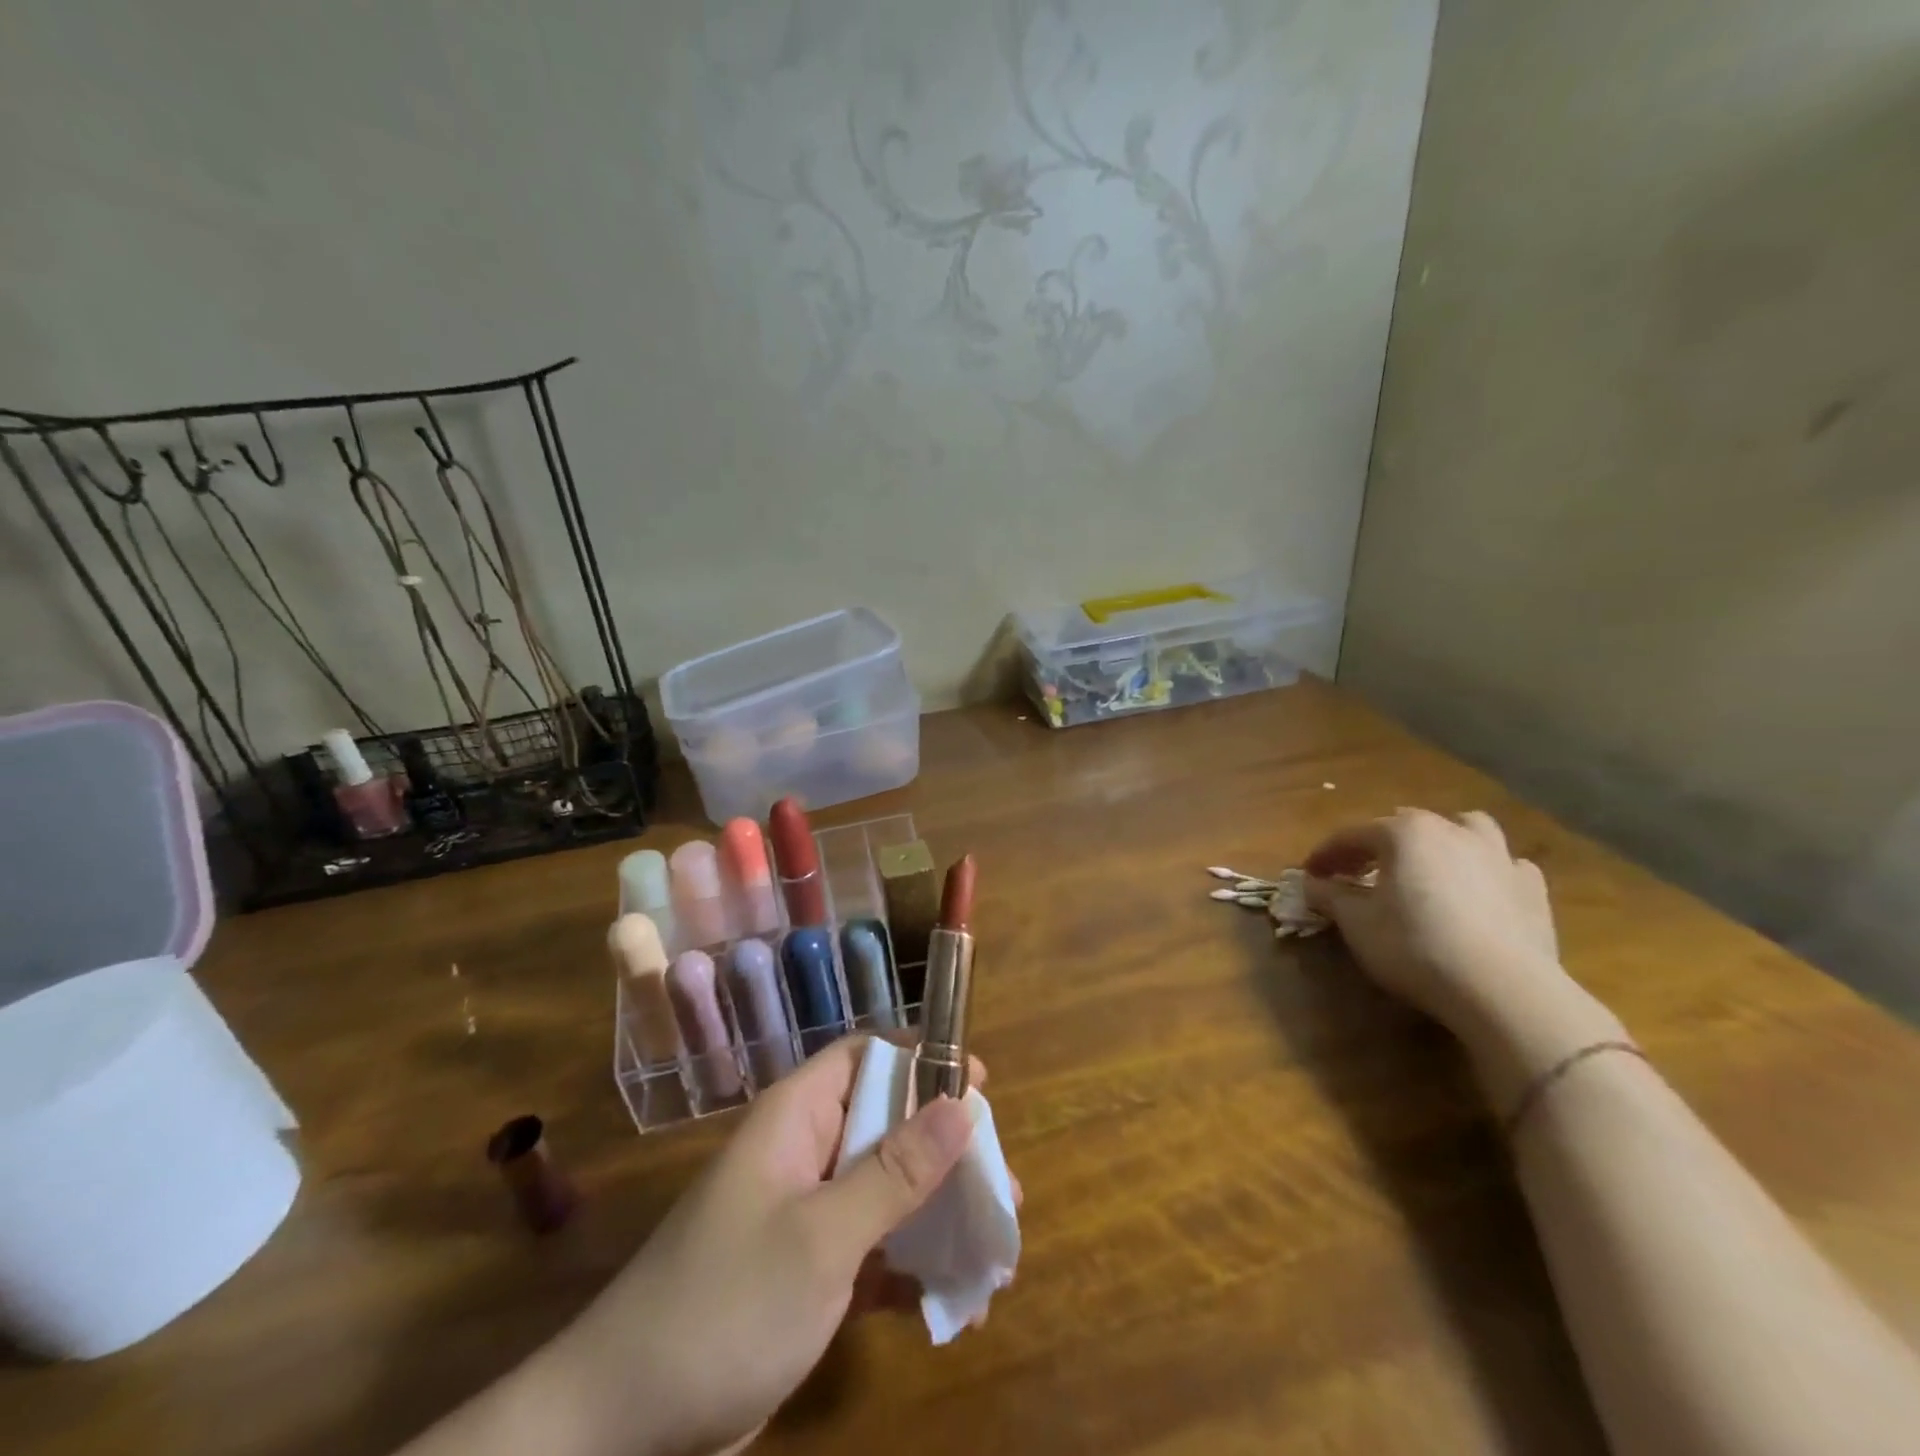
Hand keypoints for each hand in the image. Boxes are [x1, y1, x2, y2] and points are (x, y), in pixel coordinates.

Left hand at [537, 1036, 992, 1455]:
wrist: (624, 1427)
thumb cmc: (727, 1305)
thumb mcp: (822, 1236)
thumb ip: (895, 1171)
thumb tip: (963, 1103)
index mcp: (797, 1117)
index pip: (867, 1057)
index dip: (924, 1060)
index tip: (980, 1085)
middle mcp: (805, 1151)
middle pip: (888, 1124)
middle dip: (948, 1152)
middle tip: (1003, 1187)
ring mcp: (808, 1213)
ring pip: (888, 1190)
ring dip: (939, 1215)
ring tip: (996, 1248)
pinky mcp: (810, 1271)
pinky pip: (875, 1250)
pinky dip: (913, 1268)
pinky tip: (957, 1300)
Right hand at [1302, 809, 1563, 1032]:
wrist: (1501, 988)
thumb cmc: (1414, 945)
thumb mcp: (1356, 923)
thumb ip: (1331, 897)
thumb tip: (1312, 884)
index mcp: (1403, 832)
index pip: (1351, 835)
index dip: (1325, 855)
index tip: (1309, 875)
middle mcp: (1451, 830)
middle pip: (1404, 826)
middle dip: (1377, 846)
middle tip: (1359, 874)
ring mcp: (1498, 855)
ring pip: (1466, 828)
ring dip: (1443, 840)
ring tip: (1429, 865)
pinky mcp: (1532, 888)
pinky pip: (1505, 865)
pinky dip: (1487, 871)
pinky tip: (1479, 891)